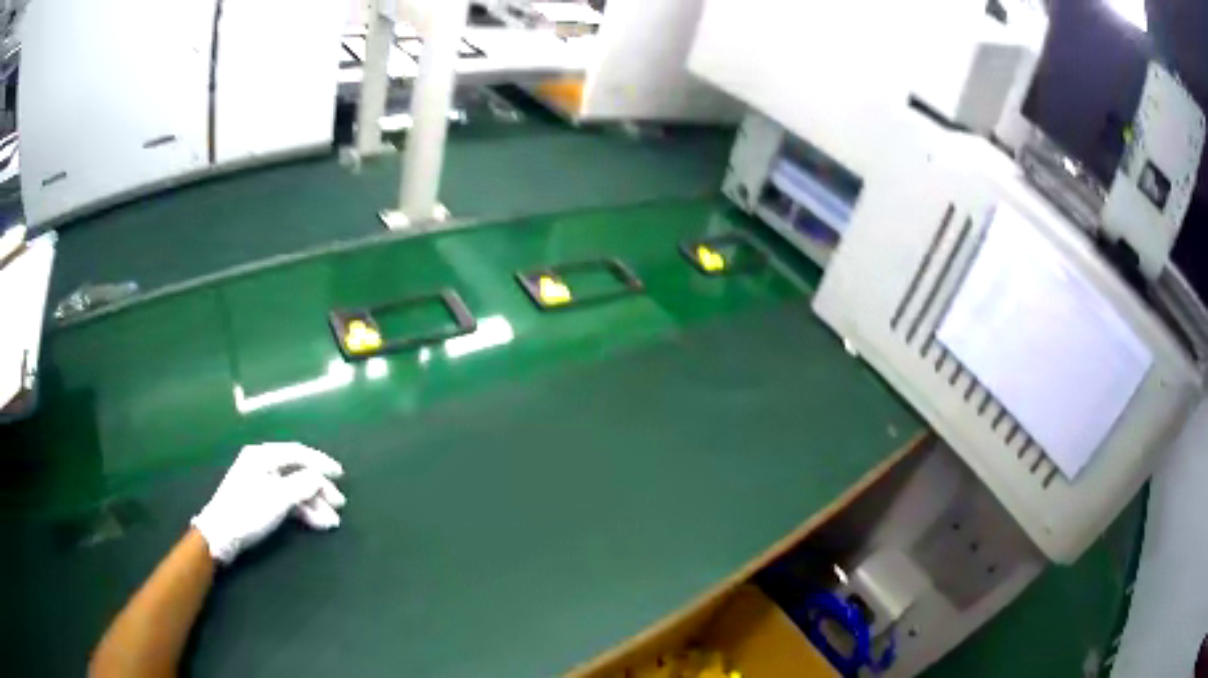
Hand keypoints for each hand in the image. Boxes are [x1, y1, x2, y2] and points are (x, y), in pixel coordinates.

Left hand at [190, 443, 346, 563]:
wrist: (221, 535)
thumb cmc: (248, 512)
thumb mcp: (278, 498)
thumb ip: (302, 484)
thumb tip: (318, 479)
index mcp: (262, 456)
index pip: (297, 452)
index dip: (320, 462)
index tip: (340, 475)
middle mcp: (261, 464)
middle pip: (297, 472)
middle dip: (319, 489)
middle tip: (339, 505)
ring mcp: (259, 483)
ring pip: (293, 489)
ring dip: (313, 504)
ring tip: (330, 522)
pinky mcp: (259, 501)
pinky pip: (286, 500)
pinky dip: (301, 511)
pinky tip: (315, 523)